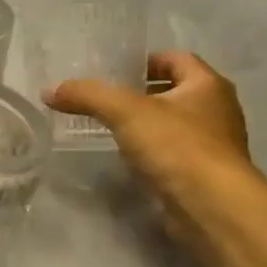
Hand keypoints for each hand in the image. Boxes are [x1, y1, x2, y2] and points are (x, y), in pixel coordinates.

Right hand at [45, 52, 253, 251]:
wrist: (211, 207)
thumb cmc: (176, 145)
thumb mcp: (124, 111)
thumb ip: (87, 95)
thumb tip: (49, 90)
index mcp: (208, 85)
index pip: (178, 59)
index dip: (147, 61)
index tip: (115, 72)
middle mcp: (218, 111)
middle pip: (176, 92)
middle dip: (143, 94)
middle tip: (106, 100)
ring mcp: (214, 146)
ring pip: (175, 125)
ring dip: (147, 125)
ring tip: (111, 129)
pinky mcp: (203, 176)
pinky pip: (173, 154)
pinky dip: (152, 153)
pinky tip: (128, 160)